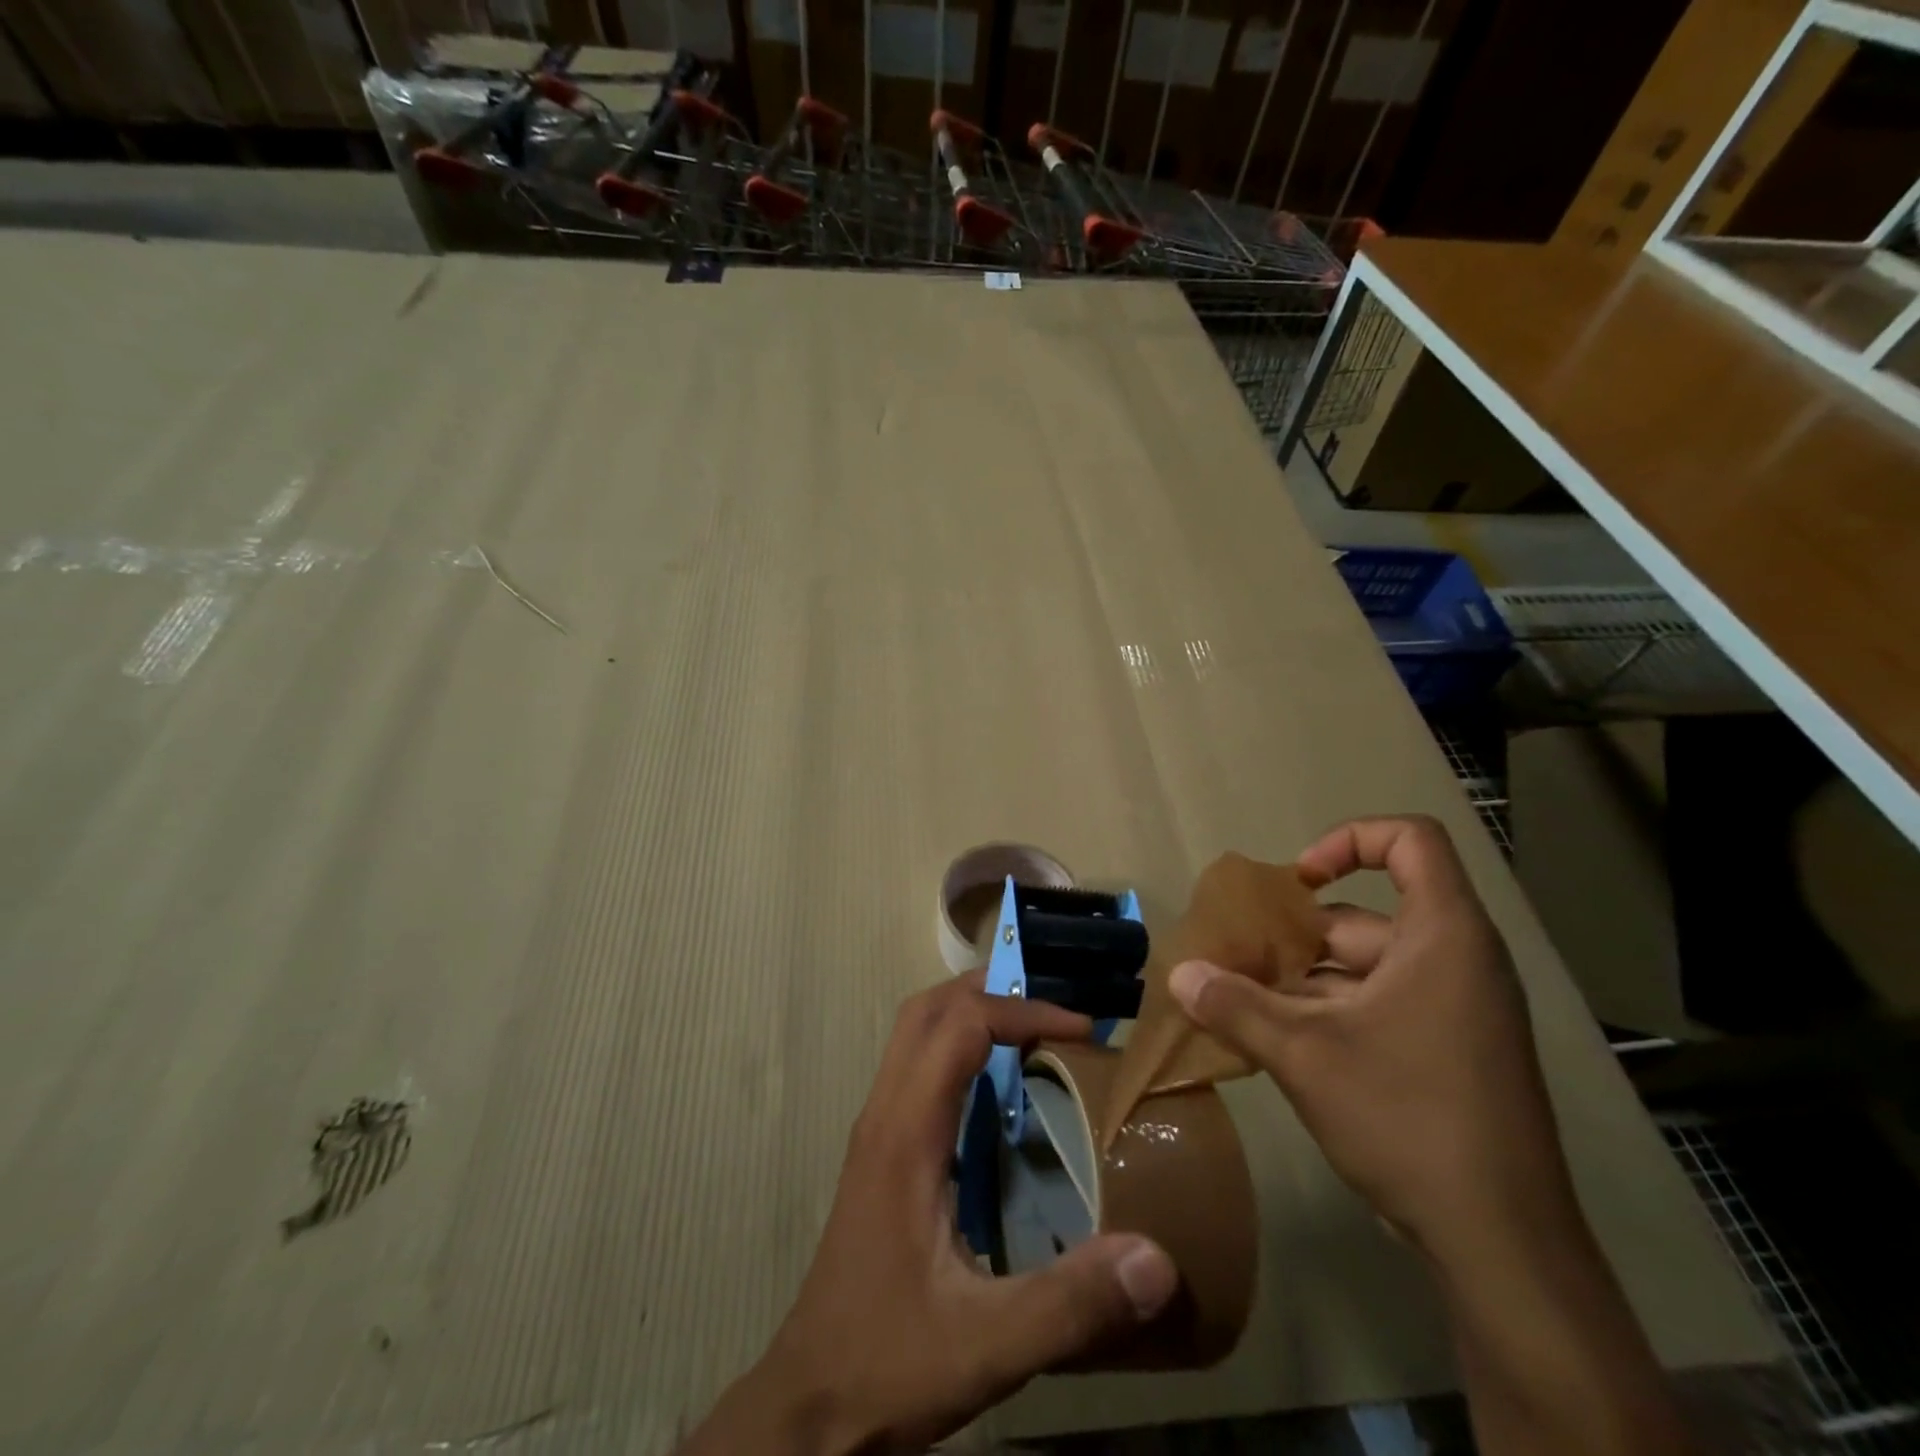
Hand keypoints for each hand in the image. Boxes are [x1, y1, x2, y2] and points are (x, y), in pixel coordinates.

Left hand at [682, 973, 1178, 1455]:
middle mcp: (884, 1114)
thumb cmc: (889, 1361)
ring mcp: (876, 1131)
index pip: (960, 1026)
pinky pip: (916, 1067)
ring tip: (1033, 1030)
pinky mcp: (879, 1153)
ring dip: (970, 1013)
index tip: (1081, 1029)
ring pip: (915, 1033)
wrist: (808, 1408)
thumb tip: (1156, 1258)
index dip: (1022, 1011)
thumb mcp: (987, 1344)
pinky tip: (998, 1091)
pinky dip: (958, 1048)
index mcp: (905, 1133)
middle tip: (1054, 1006)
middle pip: (926, 1010)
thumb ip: (1071, 1302)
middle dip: (990, 990)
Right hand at [1169, 816, 1576, 1258]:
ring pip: (1362, 969)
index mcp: (1443, 938)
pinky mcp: (1445, 1054)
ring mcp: (1454, 1012)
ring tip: (1240, 1001)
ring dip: (1300, 981)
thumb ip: (1236, 1006)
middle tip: (1236, 958)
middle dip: (1294, 935)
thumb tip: (1179, 973)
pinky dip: (1326, 1013)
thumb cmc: (1409, 1118)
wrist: (1502, 1246)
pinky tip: (1275, 1041)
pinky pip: (1377, 1007)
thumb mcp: (1306, 1055)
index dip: (1350, 841)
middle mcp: (1455, 963)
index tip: (1298, 881)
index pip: (1411, 842)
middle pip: (1365, 916)